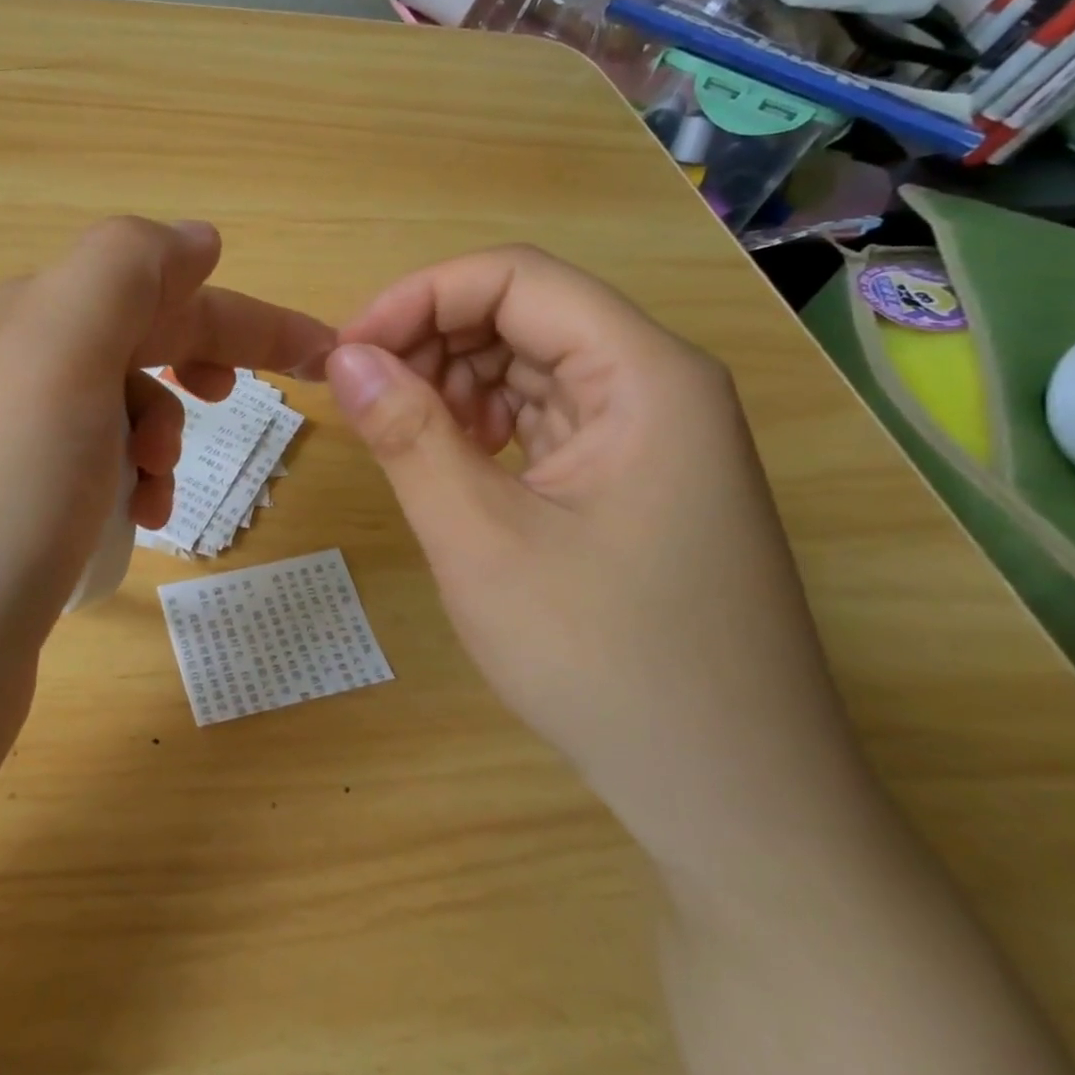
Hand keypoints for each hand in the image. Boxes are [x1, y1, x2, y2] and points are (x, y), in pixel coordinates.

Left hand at [0, 219, 332, 804]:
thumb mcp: (53, 357)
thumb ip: (122, 272)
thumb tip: (193, 237)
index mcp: (22, 328)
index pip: (153, 290)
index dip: (242, 315)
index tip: (321, 352)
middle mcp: (1, 382)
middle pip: (130, 348)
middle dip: (197, 366)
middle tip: (237, 408)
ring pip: (111, 418)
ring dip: (158, 439)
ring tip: (159, 492)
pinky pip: (87, 482)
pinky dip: (126, 492)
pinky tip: (127, 532)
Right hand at [326, 246, 875, 875]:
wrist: (730, 796)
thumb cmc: (606, 661)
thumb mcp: (481, 540)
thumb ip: (407, 435)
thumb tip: (344, 356)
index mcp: (644, 376)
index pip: (517, 278)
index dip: (419, 297)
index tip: (348, 351)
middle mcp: (658, 386)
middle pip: (525, 314)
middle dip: (431, 340)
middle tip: (363, 399)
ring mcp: (651, 435)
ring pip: (531, 364)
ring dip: (453, 383)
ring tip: (403, 437)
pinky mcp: (633, 479)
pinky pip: (545, 416)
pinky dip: (483, 424)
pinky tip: (452, 463)